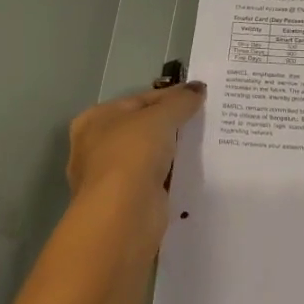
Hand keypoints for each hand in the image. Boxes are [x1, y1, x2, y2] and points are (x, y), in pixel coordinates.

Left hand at [65, 83, 205, 258]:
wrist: (123, 215)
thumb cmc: (132, 155)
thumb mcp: (160, 118)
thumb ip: (180, 101)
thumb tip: (198, 88)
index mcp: (95, 119)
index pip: (139, 99)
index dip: (170, 96)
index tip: (200, 96)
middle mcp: (97, 146)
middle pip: (143, 128)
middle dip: (172, 124)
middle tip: (206, 119)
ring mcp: (111, 177)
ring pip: (150, 156)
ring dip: (174, 151)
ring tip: (208, 142)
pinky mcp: (128, 202)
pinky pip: (156, 180)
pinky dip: (173, 176)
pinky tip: (197, 171)